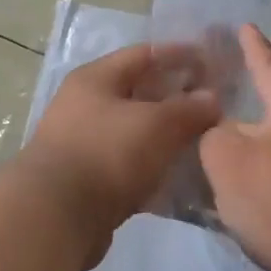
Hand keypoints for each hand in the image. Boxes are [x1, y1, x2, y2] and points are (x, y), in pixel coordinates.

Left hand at [21, 43, 222, 265]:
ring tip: (204, 143)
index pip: (143, 54)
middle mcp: (85, 106)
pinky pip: (129, 167)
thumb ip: (188, 108)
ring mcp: (84, 145)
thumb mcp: (156, 124)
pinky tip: (181, 178)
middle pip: (139, 94)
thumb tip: (212, 98)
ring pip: (135, 133)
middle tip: (214, 107)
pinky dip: (154, 169)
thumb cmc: (107, 153)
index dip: (179, 55)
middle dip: (176, 99)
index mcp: (95, 79)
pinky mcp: (88, 181)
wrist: (56, 216)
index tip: (212, 62)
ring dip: (167, 137)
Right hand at [199, 0, 270, 270]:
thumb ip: (211, 137)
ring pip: (270, 120)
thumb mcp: (230, 160)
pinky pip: (267, 158)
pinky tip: (219, 162)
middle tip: (241, 28)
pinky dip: (244, 148)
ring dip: (247, 105)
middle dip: (261, 53)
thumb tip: (215, 134)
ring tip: (216, 98)